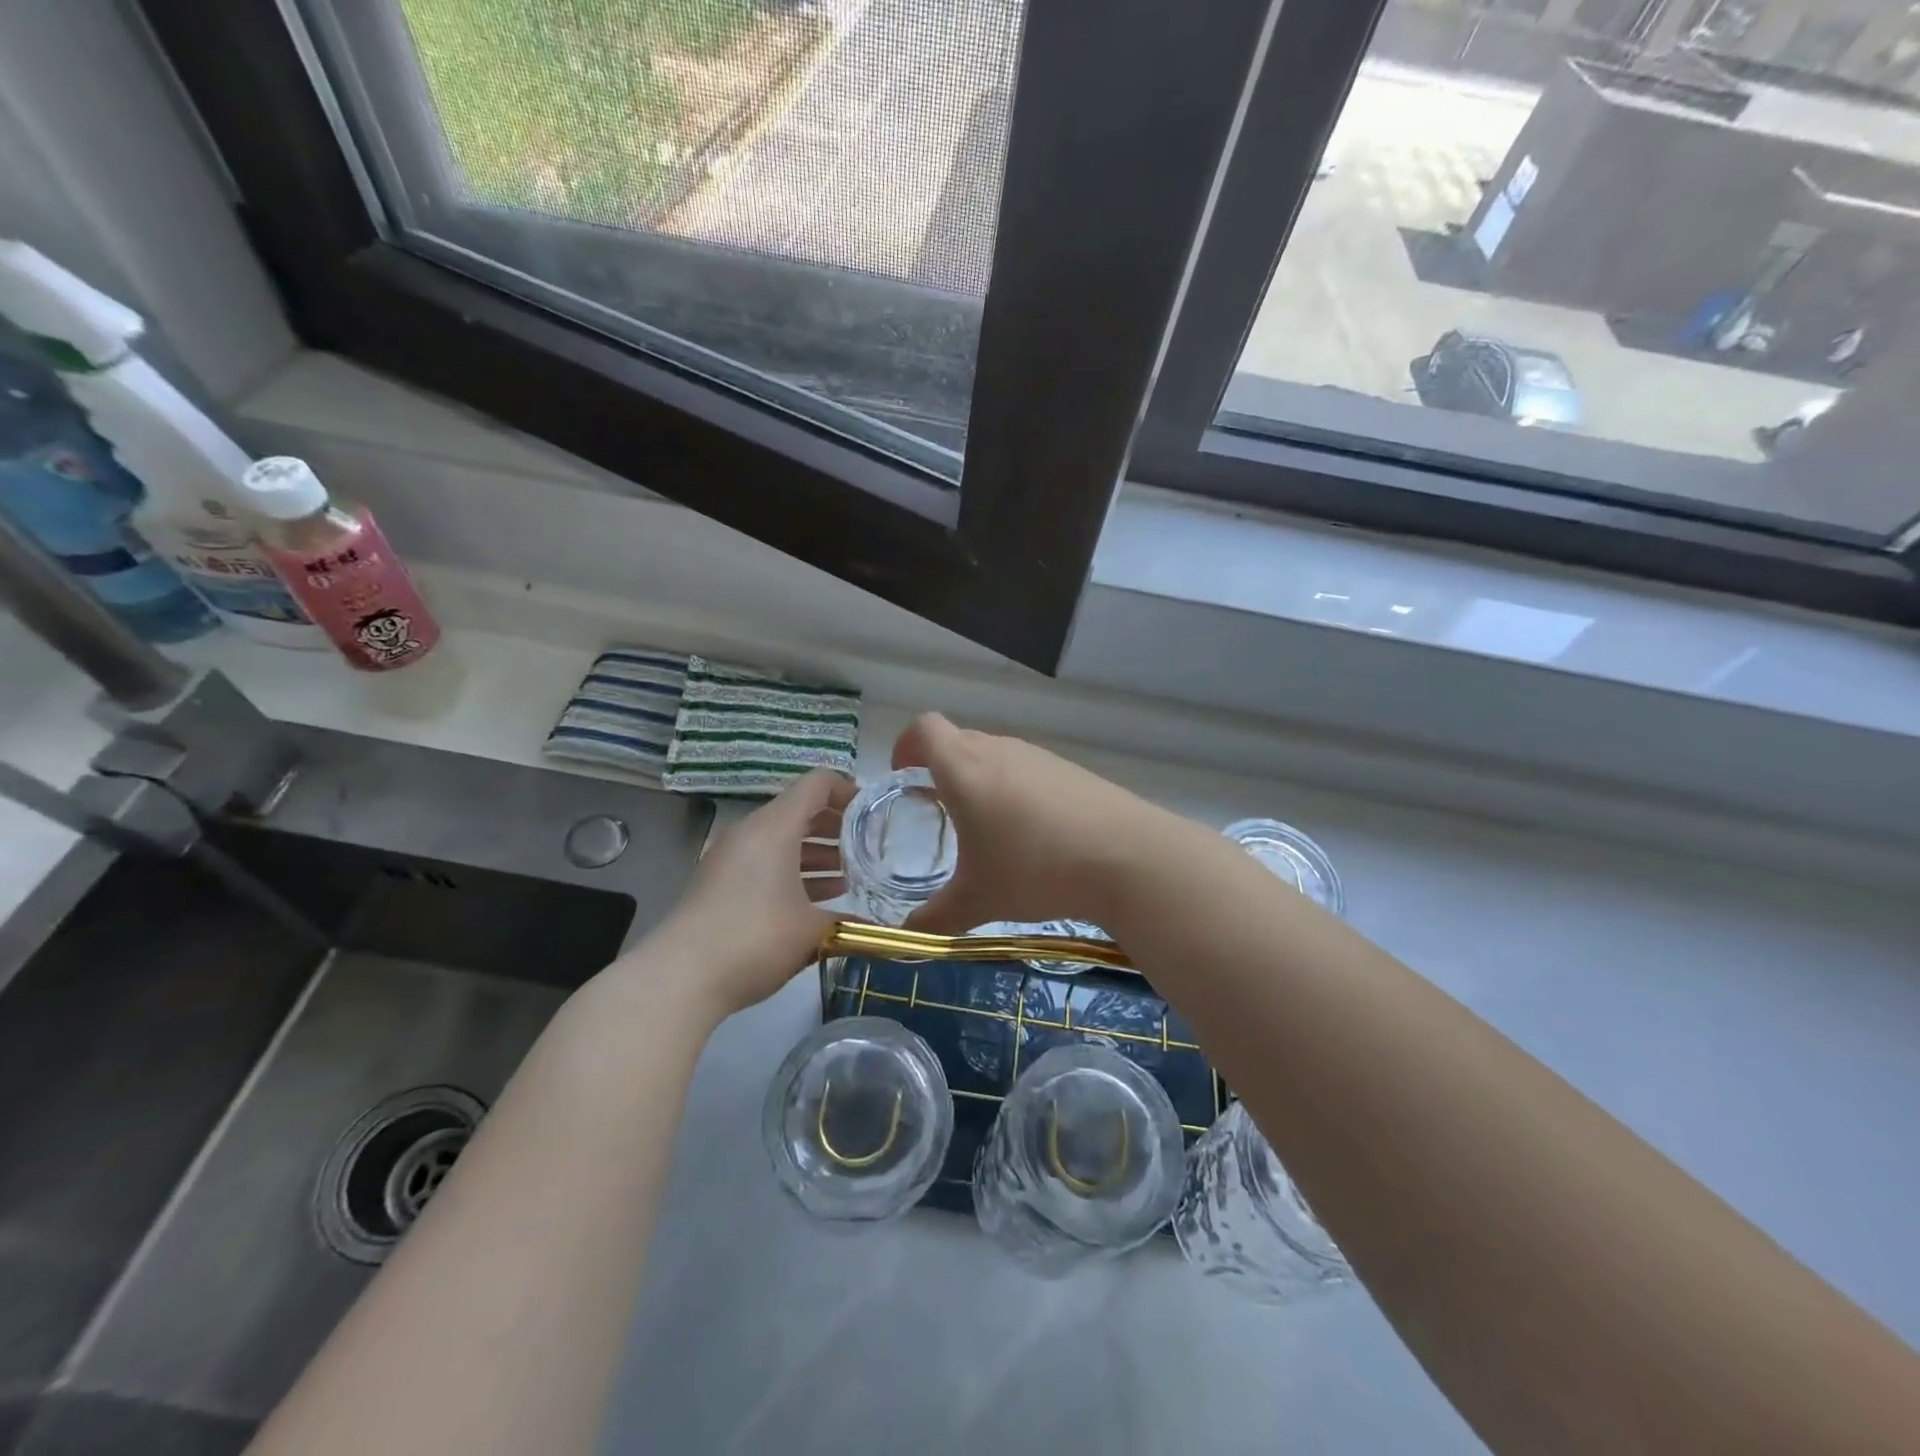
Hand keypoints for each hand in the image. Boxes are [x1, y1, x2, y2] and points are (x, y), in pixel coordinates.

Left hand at [625, 769, 854, 1019]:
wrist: (680, 977)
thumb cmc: (754, 939)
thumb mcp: (811, 931)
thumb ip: (847, 922)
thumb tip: (874, 929)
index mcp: (775, 827)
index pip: (816, 784)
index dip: (848, 791)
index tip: (872, 814)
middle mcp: (750, 832)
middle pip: (799, 810)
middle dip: (835, 826)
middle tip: (865, 848)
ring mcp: (730, 857)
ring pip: (781, 838)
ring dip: (814, 851)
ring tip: (847, 876)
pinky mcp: (718, 882)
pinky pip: (763, 861)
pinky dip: (790, 870)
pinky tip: (813, 899)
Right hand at [891, 713, 1165, 933]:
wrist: (1127, 857)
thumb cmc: (1035, 868)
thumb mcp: (978, 900)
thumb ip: (935, 917)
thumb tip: (906, 936)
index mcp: (964, 768)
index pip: (923, 729)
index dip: (906, 746)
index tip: (903, 778)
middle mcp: (999, 750)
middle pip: (957, 741)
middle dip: (940, 770)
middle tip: (939, 813)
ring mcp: (1038, 757)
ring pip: (994, 757)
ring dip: (980, 782)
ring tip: (987, 831)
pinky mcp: (1070, 770)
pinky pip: (1027, 771)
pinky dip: (1016, 792)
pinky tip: (1033, 836)